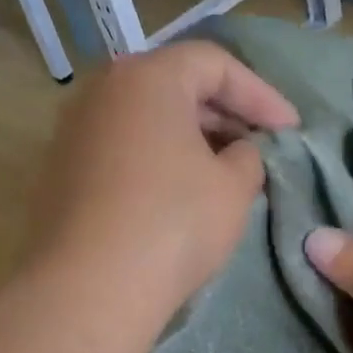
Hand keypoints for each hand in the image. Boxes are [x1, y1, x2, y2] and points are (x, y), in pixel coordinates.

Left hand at [28, 42, 297, 316]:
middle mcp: (102, 91)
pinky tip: (180, 197)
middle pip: (175, 87)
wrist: (91, 288)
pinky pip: (123, 152)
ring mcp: (74, 132)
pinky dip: (159, 162)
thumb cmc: (174, 224)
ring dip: (192, 140)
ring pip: (147, 121)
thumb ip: (249, 157)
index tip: (291, 130)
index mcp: (147, 78)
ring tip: (225, 173)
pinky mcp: (62, 173)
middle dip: (225, 115)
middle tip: (261, 148)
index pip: (215, 64)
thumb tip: (239, 152)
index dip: (261, 95)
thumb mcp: (234, 188)